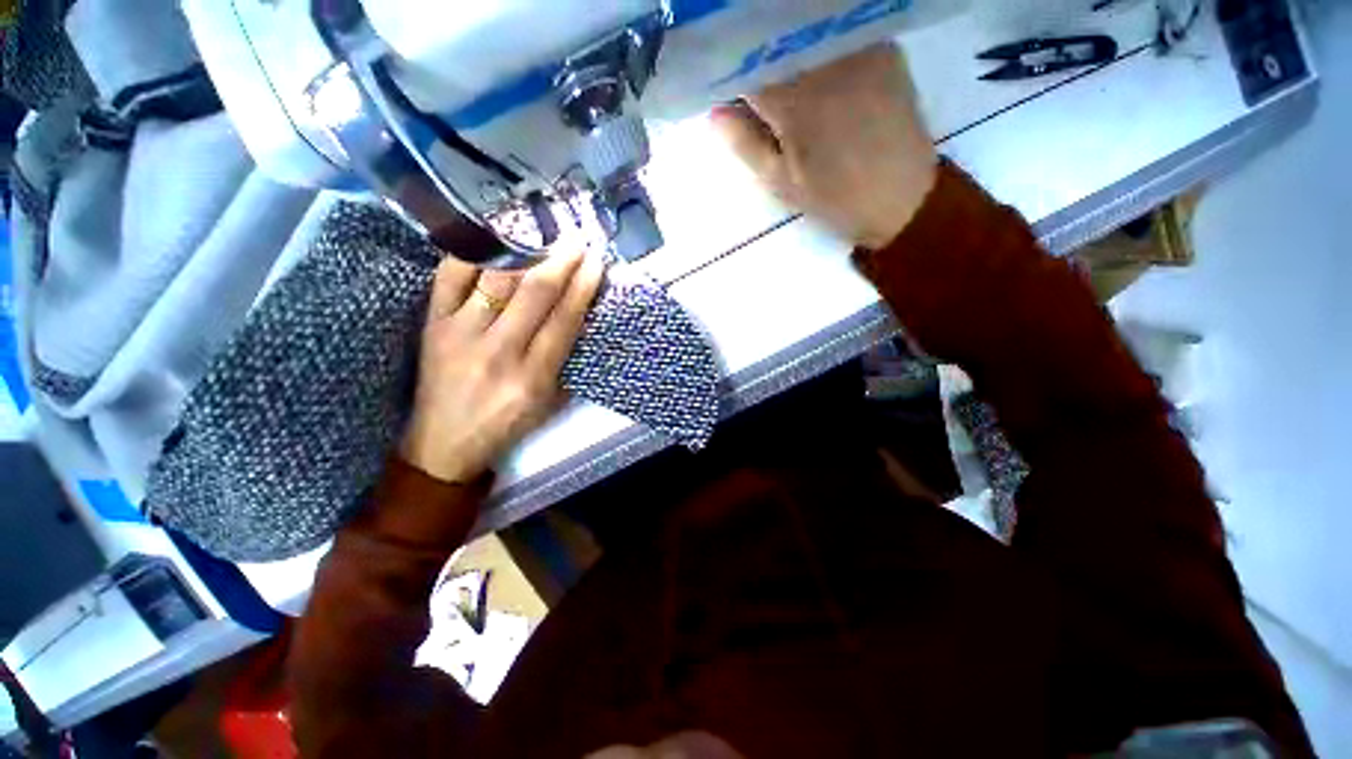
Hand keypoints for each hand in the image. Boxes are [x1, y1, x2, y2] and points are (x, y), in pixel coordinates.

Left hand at [402, 249, 604, 482]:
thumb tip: (582, 316)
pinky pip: (450, 276)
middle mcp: (498, 351)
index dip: (583, 287)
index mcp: (532, 377)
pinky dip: (473, 253)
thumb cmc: (507, 425)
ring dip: (525, 252)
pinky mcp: (432, 324)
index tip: (596, 263)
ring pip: (496, 279)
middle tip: (576, 241)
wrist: (444, 443)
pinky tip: (494, 239)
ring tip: (542, 236)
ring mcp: (460, 334)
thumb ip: (567, 361)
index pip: (564, 320)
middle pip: (534, 294)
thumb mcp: (550, 402)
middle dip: (561, 262)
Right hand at [711, 44, 938, 250]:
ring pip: (806, 33)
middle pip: (775, 42)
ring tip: (786, 81)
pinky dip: (820, 47)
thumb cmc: (835, 198)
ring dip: (788, 51)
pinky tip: (820, 71)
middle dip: (758, 61)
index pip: (746, 65)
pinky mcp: (885, 47)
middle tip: (756, 92)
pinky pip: (839, 34)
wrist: (904, 199)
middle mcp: (824, 60)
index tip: (726, 91)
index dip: (731, 74)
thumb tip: (715, 113)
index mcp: (792, 98)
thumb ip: (745, 144)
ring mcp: (858, 48)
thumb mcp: (781, 182)